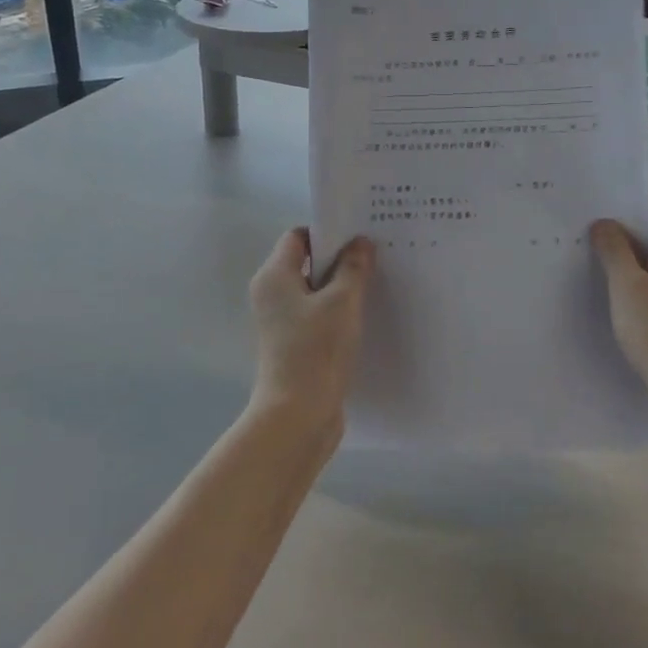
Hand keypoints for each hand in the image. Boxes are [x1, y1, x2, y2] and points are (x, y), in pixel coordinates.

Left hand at [248, 229, 374, 433]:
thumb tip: (360, 243)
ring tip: (376, 284)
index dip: (328, 233)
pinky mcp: (293, 344)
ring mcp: (281, 322)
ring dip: (341, 288)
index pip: (298, 237)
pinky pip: (316, 315)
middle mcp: (271, 294)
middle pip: (306, 263)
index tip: (360, 235)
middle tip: (375, 257)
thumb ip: (353, 267)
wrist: (298, 415)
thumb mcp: (342, 301)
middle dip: (339, 259)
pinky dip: (337, 312)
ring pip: (314, 291)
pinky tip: (365, 316)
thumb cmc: (316, 349)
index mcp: (274, 276)